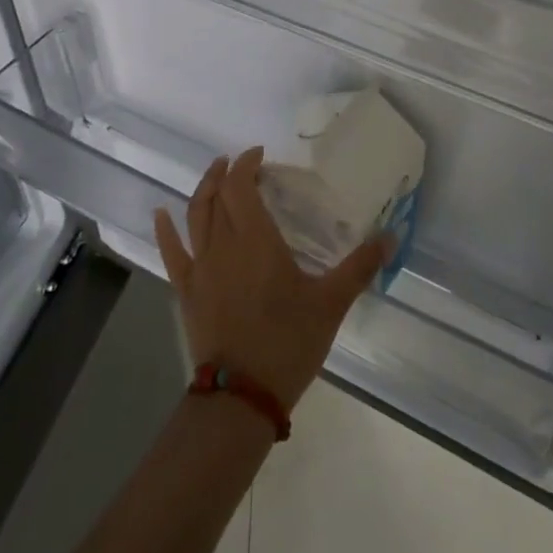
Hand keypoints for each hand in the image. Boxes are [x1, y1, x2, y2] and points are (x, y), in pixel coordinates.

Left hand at [153, 147, 392, 412]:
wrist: (241, 396)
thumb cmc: (288, 342)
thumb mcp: (331, 303)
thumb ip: (360, 266)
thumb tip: (391, 236)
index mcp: (257, 239)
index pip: (243, 186)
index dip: (248, 164)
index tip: (260, 155)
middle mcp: (224, 244)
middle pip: (219, 196)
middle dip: (228, 173)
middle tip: (243, 163)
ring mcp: (201, 267)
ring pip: (195, 216)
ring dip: (204, 190)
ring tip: (214, 173)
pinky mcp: (187, 291)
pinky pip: (172, 252)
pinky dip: (165, 230)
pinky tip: (160, 214)